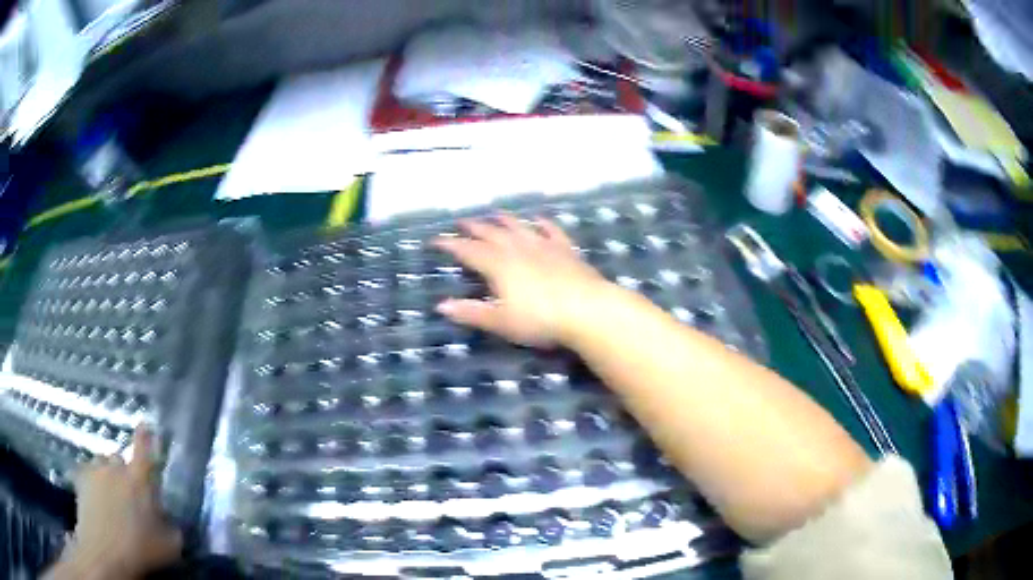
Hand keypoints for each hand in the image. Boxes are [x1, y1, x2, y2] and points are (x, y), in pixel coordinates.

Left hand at [49, 427, 181, 578]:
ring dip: (106, 474)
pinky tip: (94, 499)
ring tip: (109, 494)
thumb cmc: (140, 549)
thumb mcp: (170, 547)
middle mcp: (115, 467)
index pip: (143, 448)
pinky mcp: (80, 480)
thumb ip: (173, 528)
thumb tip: (171, 521)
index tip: (144, 424)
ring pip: (101, 464)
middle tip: (128, 491)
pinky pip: (86, 474)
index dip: (145, 436)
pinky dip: (91, 482)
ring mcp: (94, 471)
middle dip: (123, 470)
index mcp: (139, 479)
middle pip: (119, 458)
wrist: (104, 552)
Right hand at [433, 215, 606, 347]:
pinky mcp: (566, 249)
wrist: (588, 310)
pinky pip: (551, 230)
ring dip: (504, 219)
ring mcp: (544, 246)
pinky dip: (542, 223)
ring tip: (493, 213)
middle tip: (461, 222)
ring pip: (518, 226)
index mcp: (498, 264)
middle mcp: (518, 248)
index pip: (468, 250)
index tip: (435, 240)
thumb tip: (441, 305)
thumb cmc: (540, 320)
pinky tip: (538, 219)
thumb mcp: (501, 321)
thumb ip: (471, 312)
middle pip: (491, 233)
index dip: (450, 245)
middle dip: (473, 227)